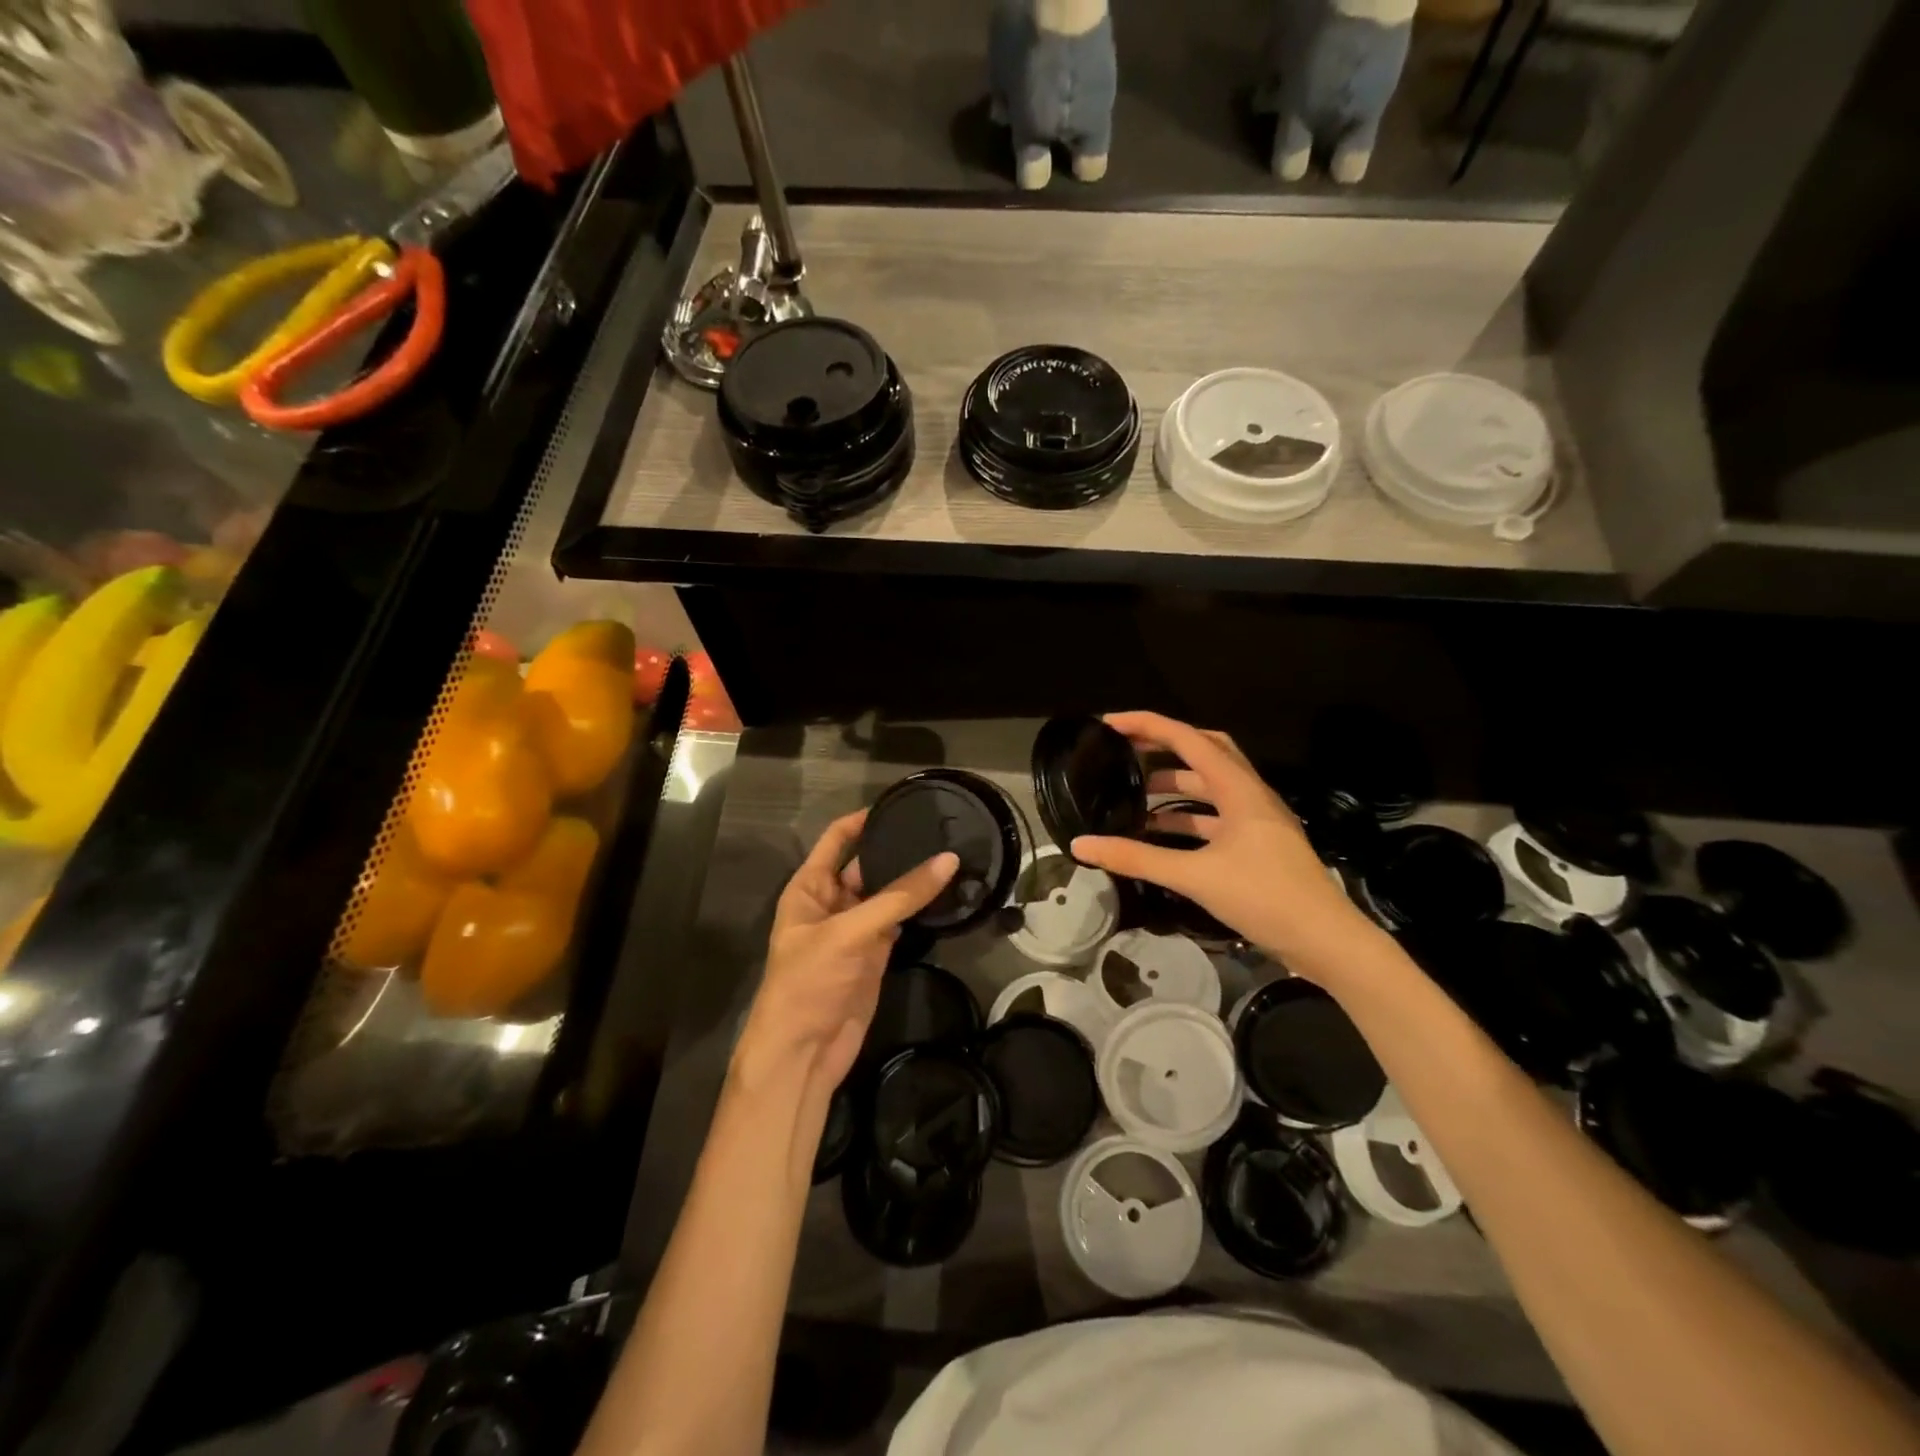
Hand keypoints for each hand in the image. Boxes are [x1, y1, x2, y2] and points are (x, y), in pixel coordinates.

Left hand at [733, 810, 957, 1096]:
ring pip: (888, 894)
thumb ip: (900, 897)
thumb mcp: (850, 932)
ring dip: (913, 880)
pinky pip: (900, 922)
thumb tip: (949, 861)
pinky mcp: (876, 954)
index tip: (900, 803)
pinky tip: (947, 893)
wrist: (803, 1053)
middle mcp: (832, 902)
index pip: (837, 839)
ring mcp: (856, 929)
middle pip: (867, 865)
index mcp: (810, 887)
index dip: (863, 820)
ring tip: (952, 853)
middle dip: (897, 849)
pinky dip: (920, 910)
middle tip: (940, 829)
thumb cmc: (809, 982)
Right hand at [1070, 711, 1372, 972]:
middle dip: (1164, 745)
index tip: (1110, 723)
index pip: (1188, 738)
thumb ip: (1137, 858)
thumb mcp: (1195, 876)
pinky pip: (1215, 817)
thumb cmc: (1265, 897)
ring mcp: (1256, 820)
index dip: (1147, 725)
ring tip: (1134, 792)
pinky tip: (1159, 833)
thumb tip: (1081, 846)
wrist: (1325, 941)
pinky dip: (1186, 818)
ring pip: (1210, 786)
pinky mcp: (1257, 844)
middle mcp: (1249, 794)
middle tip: (1127, 748)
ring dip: (1174, 784)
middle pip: (1205, 751)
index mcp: (1239, 788)